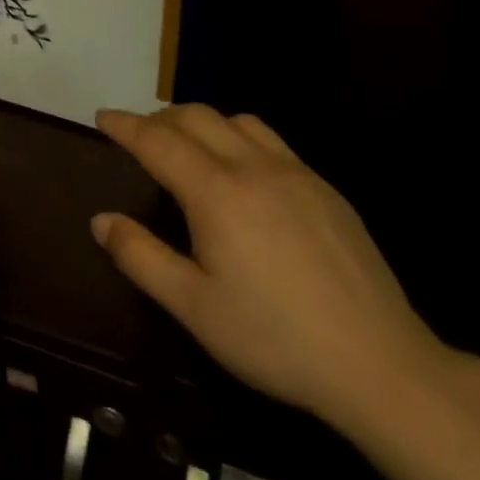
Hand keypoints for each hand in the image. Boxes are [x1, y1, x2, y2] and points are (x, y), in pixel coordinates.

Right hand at [91, 104, 448, 432]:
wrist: (378, 363)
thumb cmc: (273, 338)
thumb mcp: (193, 307)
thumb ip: (141, 257)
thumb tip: (101, 220)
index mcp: (216, 192)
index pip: (157, 141)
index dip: (125, 125)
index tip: (102, 117)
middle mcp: (253, 167)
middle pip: (196, 116)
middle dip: (159, 118)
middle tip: (138, 136)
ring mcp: (296, 173)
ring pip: (238, 120)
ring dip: (202, 121)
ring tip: (188, 147)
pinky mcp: (325, 188)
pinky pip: (271, 140)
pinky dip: (239, 136)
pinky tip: (243, 173)